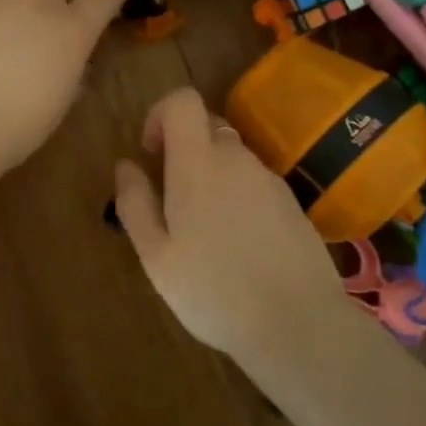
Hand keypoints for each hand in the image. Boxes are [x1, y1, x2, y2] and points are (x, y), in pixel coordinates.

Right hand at [114, 87, 350, 360]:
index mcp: (198, 163)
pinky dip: (238, 197)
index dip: (160, 114)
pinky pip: (255, 183)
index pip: (183, 100)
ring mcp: (269, 180)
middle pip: (207, 126)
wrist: (299, 325)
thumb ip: (135, 203)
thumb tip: (126, 165)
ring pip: (232, 156)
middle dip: (184, 148)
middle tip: (172, 198)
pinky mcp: (292, 203)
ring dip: (212, 175)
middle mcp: (237, 159)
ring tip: (204, 231)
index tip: (151, 152)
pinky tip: (238, 246)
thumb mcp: (156, 255)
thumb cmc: (213, 290)